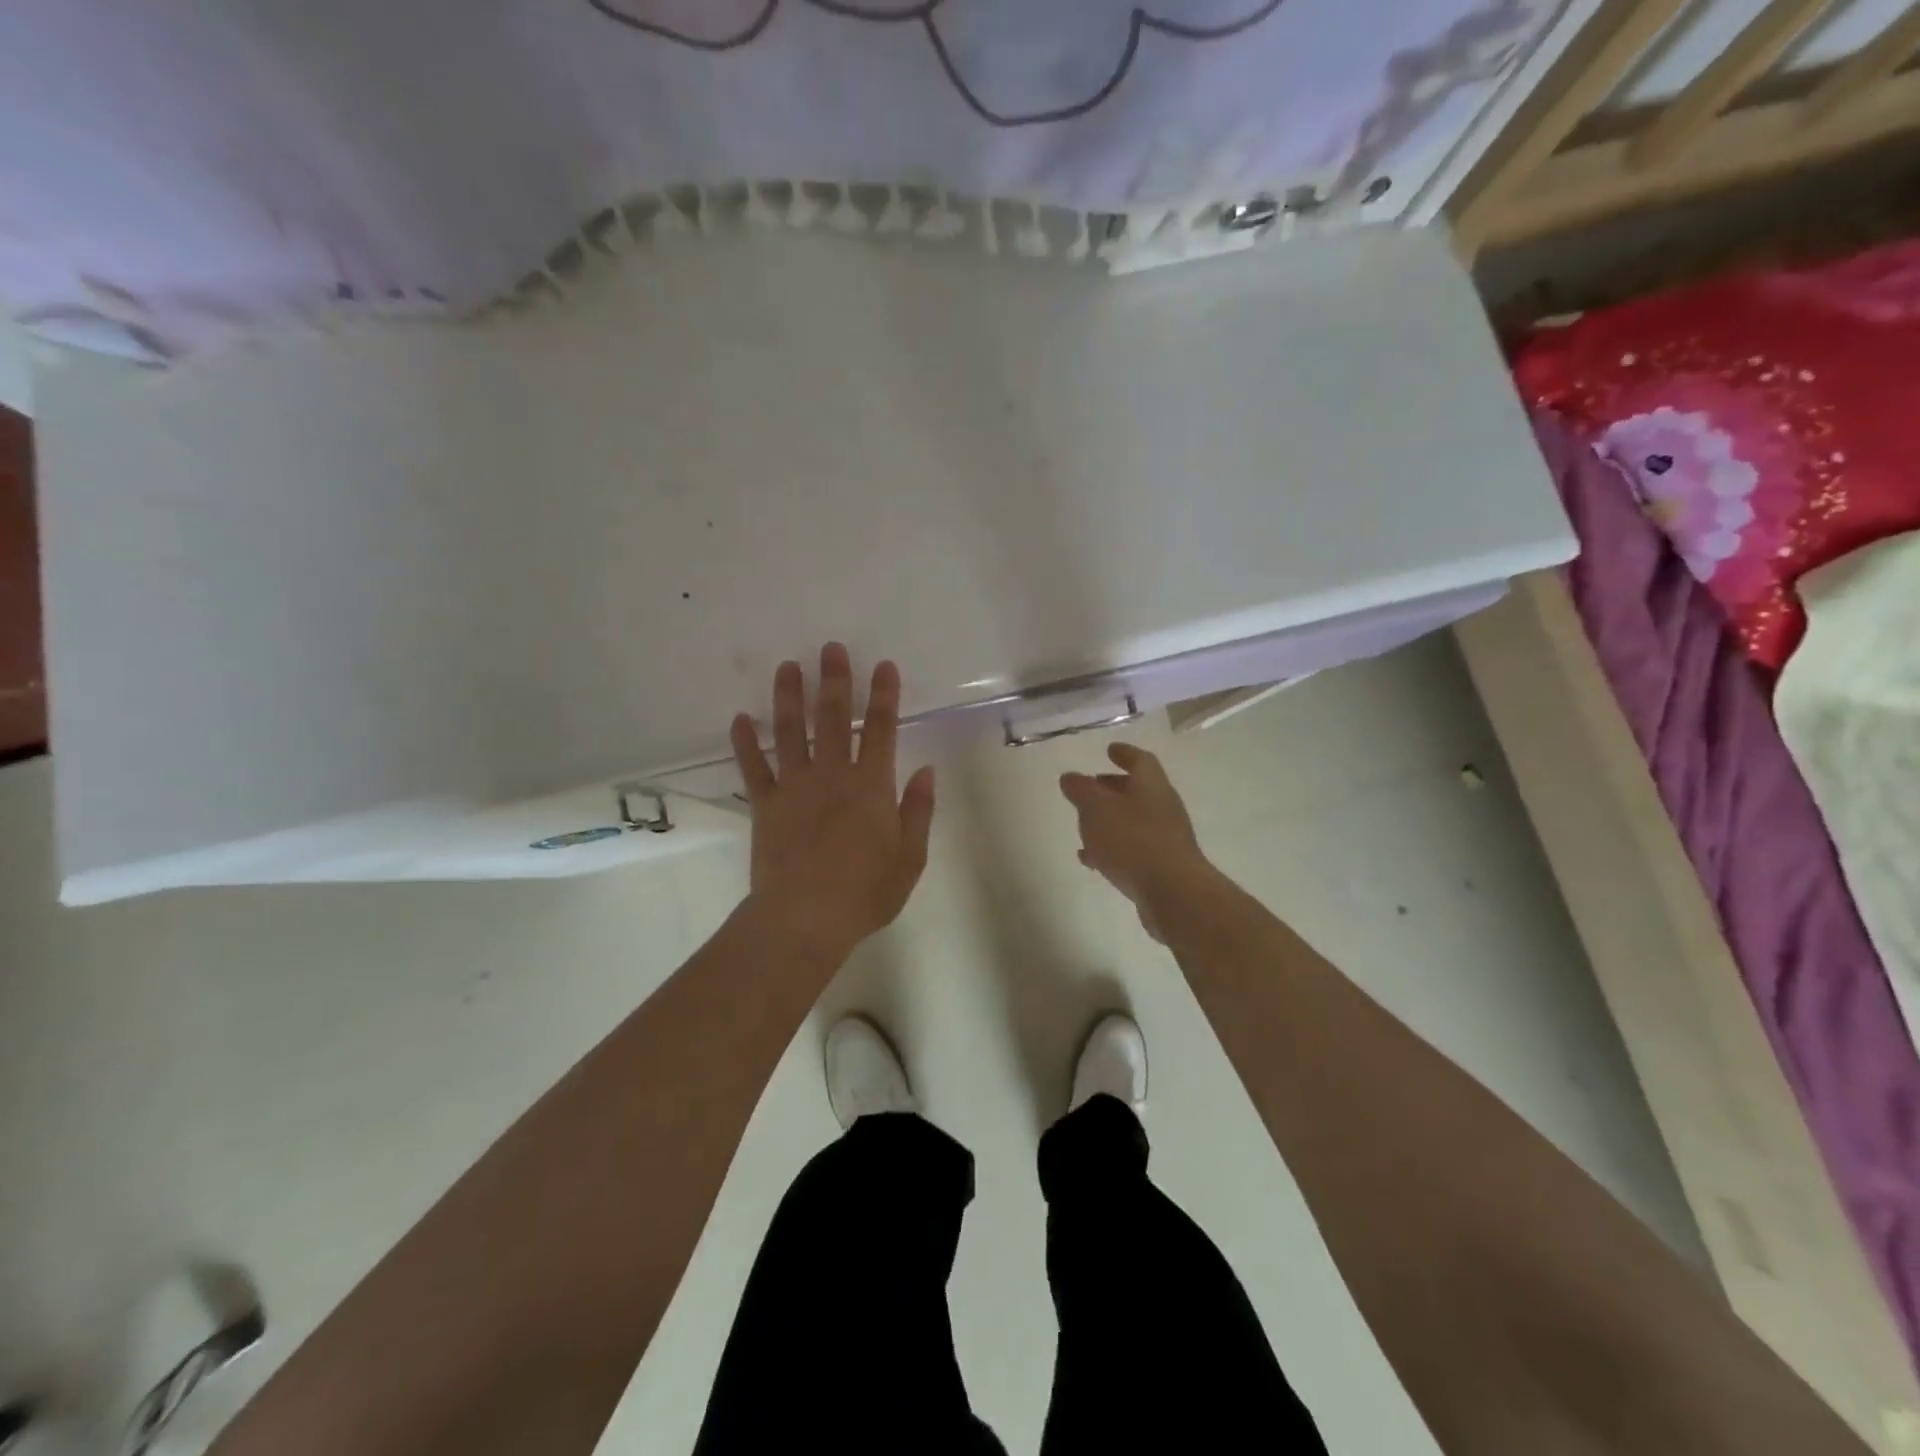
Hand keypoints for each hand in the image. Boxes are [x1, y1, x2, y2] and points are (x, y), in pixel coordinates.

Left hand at [731, 643, 935, 966]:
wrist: (805, 916)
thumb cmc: (866, 891)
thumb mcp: (910, 857)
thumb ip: (918, 810)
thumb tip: (925, 771)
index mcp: (871, 784)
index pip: (880, 729)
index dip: (883, 695)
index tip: (883, 666)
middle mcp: (832, 774)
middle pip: (832, 717)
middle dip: (834, 680)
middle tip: (830, 647)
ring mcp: (794, 786)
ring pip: (790, 731)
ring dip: (789, 696)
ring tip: (787, 666)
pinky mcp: (765, 805)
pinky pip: (753, 767)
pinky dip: (745, 743)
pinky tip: (740, 719)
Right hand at [1060, 742, 1213, 943]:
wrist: (1173, 893)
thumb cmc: (1133, 840)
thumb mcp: (1097, 809)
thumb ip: (1081, 790)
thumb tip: (1070, 777)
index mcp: (1152, 786)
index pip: (1140, 760)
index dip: (1124, 753)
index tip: (1109, 750)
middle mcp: (1162, 808)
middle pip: (1138, 791)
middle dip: (1113, 787)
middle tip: (1092, 786)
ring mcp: (1164, 839)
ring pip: (1133, 822)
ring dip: (1110, 820)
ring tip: (1084, 824)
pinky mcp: (1160, 868)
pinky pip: (1132, 850)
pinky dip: (1111, 848)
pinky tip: (1091, 858)